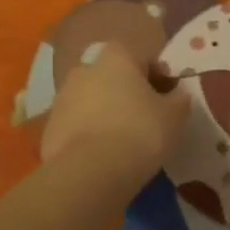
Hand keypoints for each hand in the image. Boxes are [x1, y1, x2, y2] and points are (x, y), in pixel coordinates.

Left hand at [41, 42, 189, 182]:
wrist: (88, 173)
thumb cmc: (139, 133)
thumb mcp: (174, 116)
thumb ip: (180, 99)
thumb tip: (179, 93)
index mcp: (117, 56)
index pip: (142, 57)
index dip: (157, 76)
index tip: (167, 98)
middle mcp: (86, 68)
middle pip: (113, 76)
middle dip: (127, 92)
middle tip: (145, 118)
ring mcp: (62, 97)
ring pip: (92, 99)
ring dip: (106, 112)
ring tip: (123, 141)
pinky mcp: (49, 126)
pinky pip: (76, 124)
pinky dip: (89, 133)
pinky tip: (103, 155)